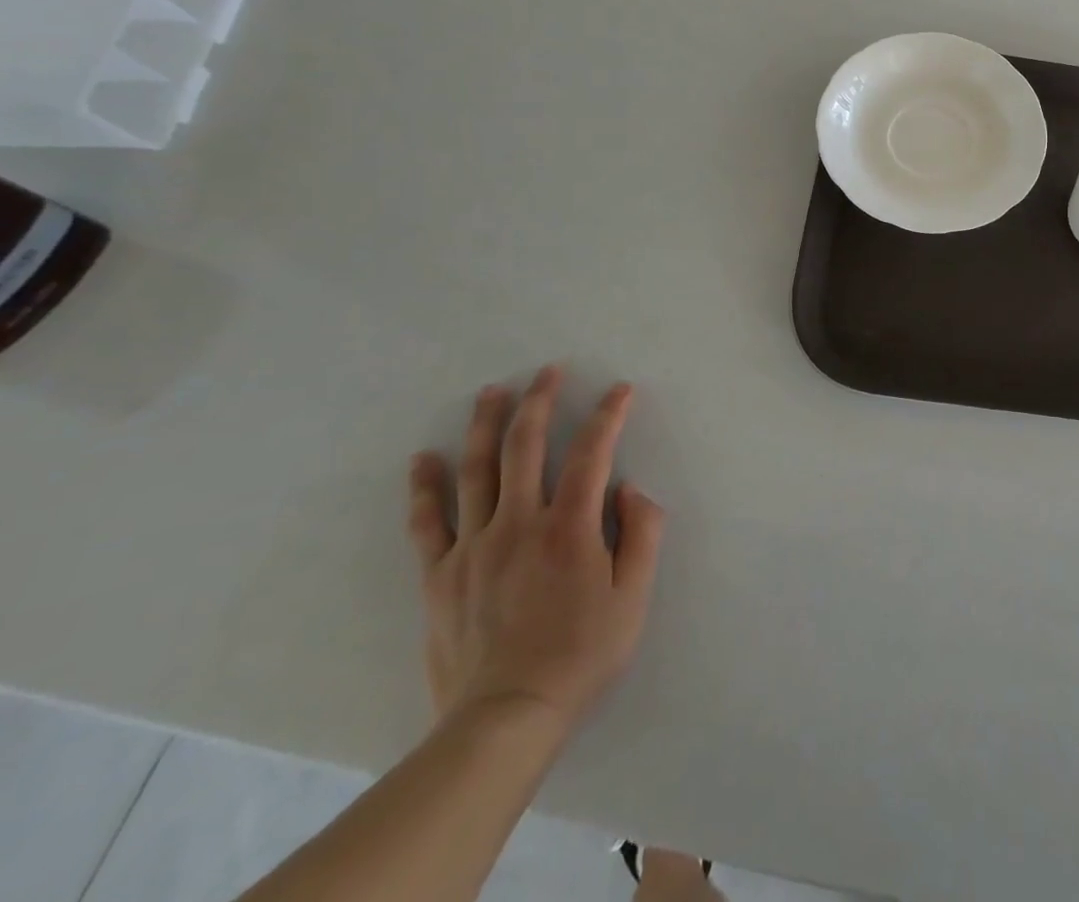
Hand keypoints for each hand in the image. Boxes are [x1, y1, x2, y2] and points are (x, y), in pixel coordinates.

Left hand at [406, 366, 666, 736]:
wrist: (505, 719)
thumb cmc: (581, 654)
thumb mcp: (634, 597)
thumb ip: (641, 533)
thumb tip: (629, 488)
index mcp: (569, 528)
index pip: (592, 452)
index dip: (608, 415)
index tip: (620, 390)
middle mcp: (519, 524)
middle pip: (526, 447)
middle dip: (539, 401)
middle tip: (547, 371)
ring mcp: (474, 547)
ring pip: (477, 471)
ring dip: (486, 425)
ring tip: (492, 392)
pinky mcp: (440, 575)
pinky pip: (428, 522)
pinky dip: (425, 487)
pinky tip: (424, 458)